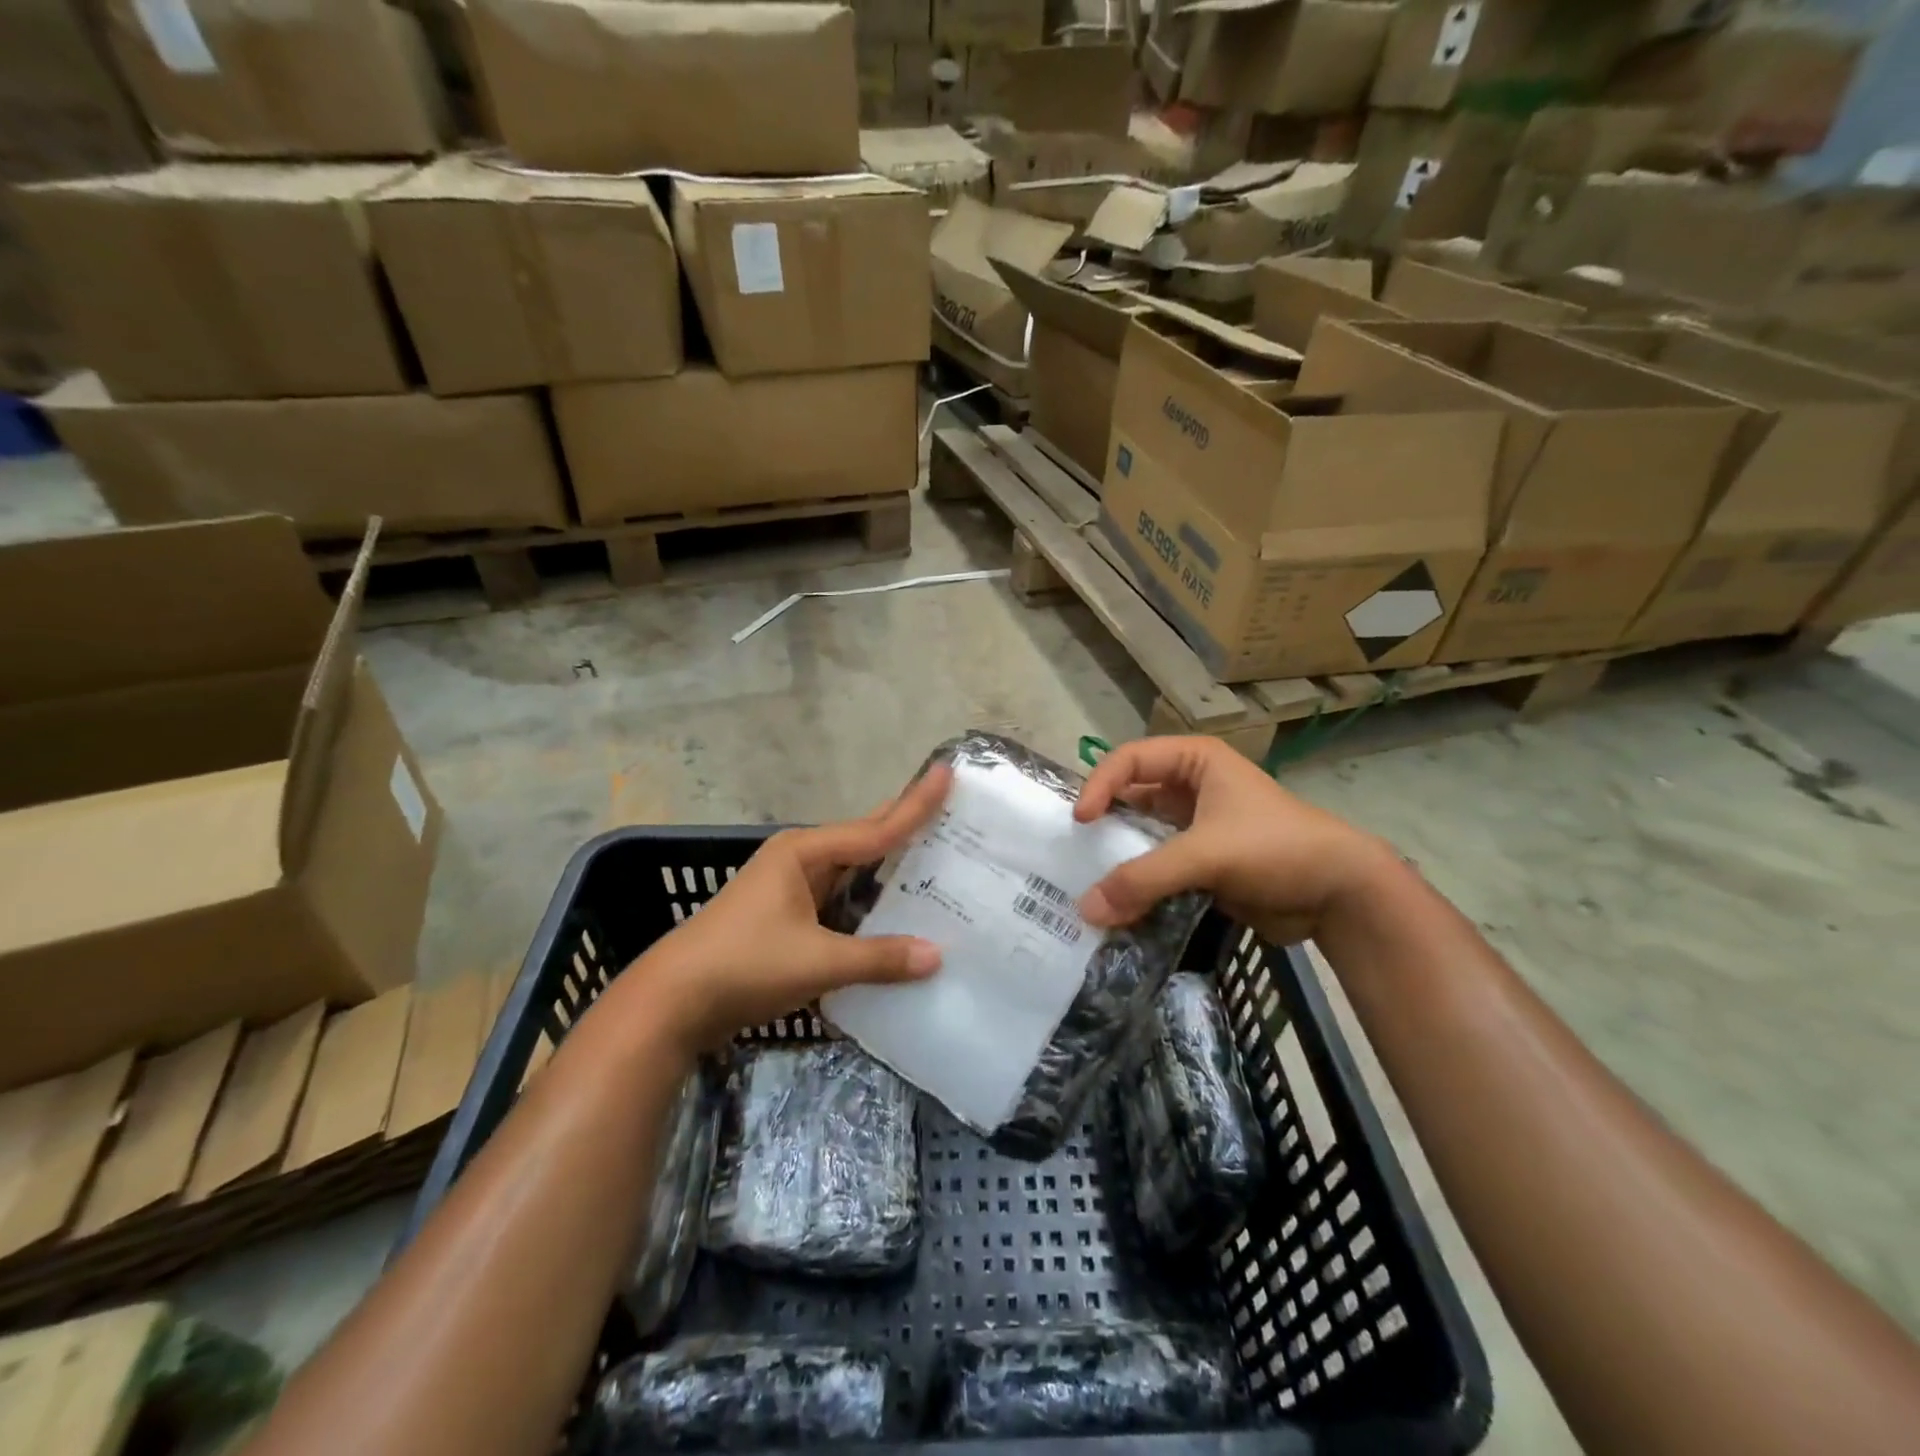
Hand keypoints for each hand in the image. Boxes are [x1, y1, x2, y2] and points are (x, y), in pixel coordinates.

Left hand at [631, 764, 953, 1049]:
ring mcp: (791, 888)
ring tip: (937, 858)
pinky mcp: (787, 917)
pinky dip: (869, 901)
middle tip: (951, 811)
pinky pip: (840, 899)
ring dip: (890, 868)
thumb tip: (937, 956)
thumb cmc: (744, 965)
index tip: (947, 774)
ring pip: (853, 871)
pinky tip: (895, 910)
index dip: (915, 805)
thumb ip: (878, 958)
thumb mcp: (816, 961)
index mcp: (804, 852)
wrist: (671, 1003)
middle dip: (905, 825)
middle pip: (864, 840)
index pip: (875, 828)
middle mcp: (800, 860)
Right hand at [1073, 737, 1391, 944]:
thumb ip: (1144, 879)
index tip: (1081, 822)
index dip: (1100, 785)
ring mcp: (1196, 827)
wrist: (1340, 895)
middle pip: (1131, 798)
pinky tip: (1118, 905)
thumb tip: (1084, 911)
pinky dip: (1138, 885)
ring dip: (1118, 860)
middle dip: (1104, 826)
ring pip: (1143, 837)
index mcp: (1195, 761)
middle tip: (1072, 854)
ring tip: (1088, 884)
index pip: (1129, 760)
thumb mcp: (1206, 854)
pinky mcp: (1202, 863)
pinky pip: (1158, 868)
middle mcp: (1191, 787)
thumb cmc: (1275, 848)